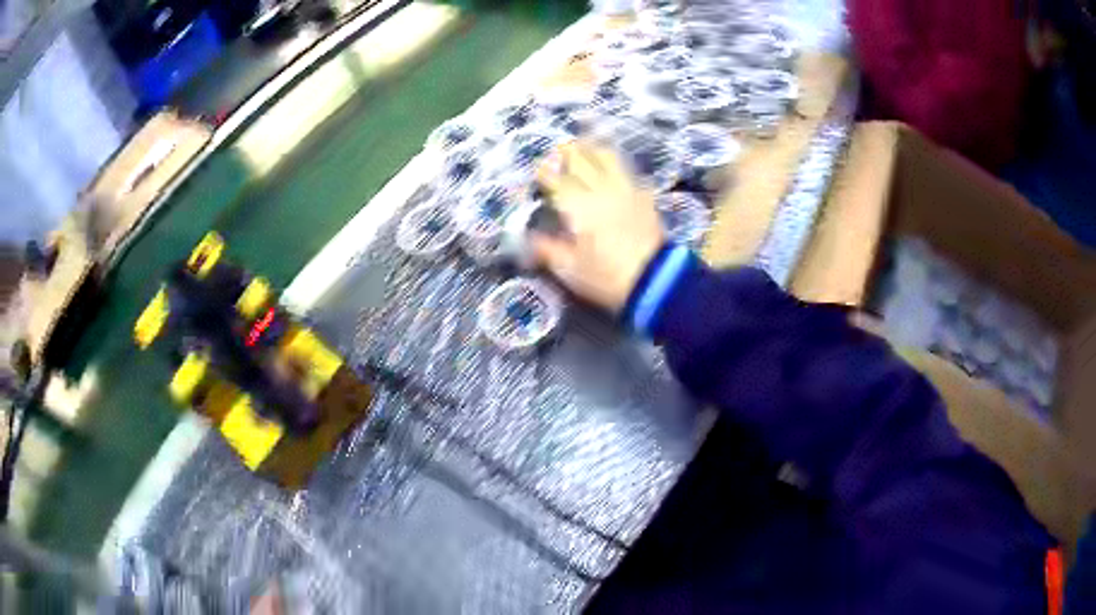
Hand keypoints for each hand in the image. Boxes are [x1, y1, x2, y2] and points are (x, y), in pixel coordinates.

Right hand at [533, 140, 664, 311]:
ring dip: (592, 149)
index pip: (556, 179)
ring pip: (607, 157)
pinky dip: (616, 166)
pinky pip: (628, 172)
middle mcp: (600, 189)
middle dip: (566, 152)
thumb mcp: (569, 269)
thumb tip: (530, 238)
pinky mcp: (645, 197)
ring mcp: (625, 189)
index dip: (544, 171)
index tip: (537, 170)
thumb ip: (547, 249)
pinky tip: (613, 170)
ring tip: (585, 147)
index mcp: (577, 205)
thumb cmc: (605, 277)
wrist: (655, 281)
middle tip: (557, 151)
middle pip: (581, 159)